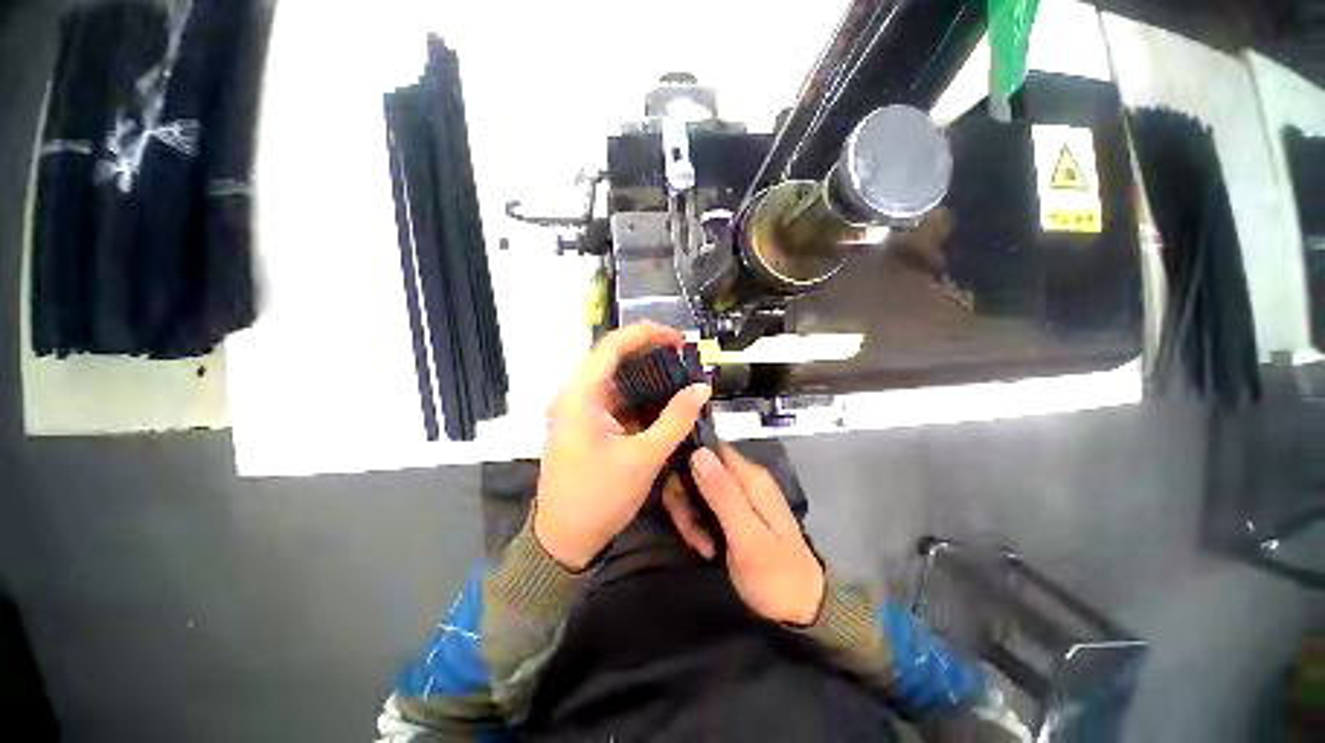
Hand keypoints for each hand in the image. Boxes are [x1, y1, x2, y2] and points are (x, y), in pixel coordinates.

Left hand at [534, 322, 711, 570]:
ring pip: (617, 380)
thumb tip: (702, 388)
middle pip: (614, 359)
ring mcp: (581, 410)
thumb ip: (675, 419)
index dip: (646, 334)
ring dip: (648, 377)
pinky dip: (641, 399)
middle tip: (685, 358)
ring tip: (681, 376)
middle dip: (651, 354)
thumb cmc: (599, 498)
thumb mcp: (644, 457)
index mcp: (580, 395)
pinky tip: (665, 401)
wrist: (564, 541)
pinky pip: (617, 401)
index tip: (678, 338)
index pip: (612, 346)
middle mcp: (576, 395)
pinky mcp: (588, 425)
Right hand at [670, 445, 825, 625]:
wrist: (803, 607)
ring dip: (691, 517)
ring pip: (699, 490)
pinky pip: (705, 507)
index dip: (687, 462)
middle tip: (690, 531)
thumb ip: (722, 494)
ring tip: (701, 545)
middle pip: (699, 470)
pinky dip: (699, 525)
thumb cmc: (776, 575)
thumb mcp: (747, 537)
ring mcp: (740, 496)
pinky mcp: (734, 512)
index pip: (709, 448)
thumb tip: (698, 452)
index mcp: (749, 476)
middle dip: (686, 499)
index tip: (676, 490)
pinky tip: (706, 547)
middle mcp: (744, 478)